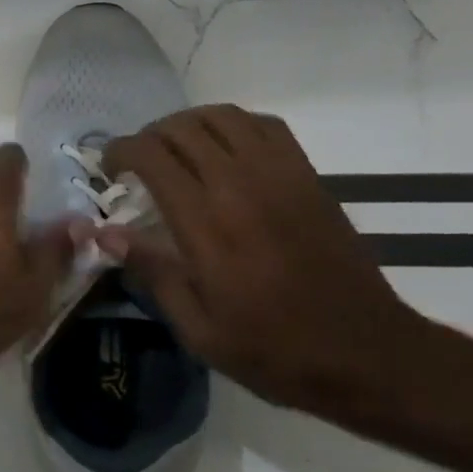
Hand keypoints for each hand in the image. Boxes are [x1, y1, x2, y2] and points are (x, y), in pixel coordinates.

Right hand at [98, 105, 426, 410]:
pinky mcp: (309, 177)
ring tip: (176, 150)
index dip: (120, 151)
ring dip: (188, 124)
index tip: (109, 170)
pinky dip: (234, 126)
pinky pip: (266, 126)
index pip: (152, 156)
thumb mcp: (197, 328)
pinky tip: (225, 151)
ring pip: (222, 117)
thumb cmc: (273, 349)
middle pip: (182, 128)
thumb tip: (106, 233)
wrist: (366, 354)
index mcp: (206, 223)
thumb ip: (151, 271)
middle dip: (148, 137)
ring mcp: (280, 176)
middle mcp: (240, 185)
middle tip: (137, 163)